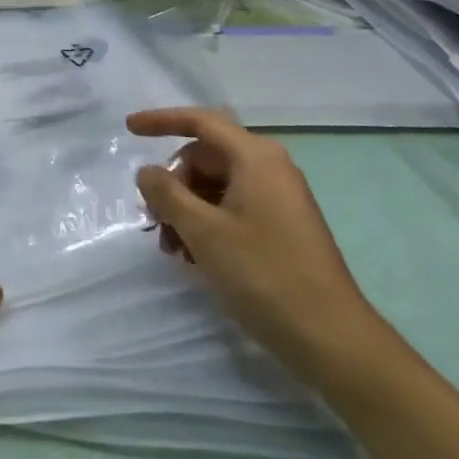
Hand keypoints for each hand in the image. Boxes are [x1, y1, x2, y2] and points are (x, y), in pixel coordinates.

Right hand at [127, 107, 387, 388]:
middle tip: (153, 220)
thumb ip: (167, 194)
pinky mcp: (280, 226)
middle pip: (205, 157)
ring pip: (215, 186)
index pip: (201, 121)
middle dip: (173, 183)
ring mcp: (278, 198)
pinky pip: (231, 208)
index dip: (161, 120)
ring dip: (186, 210)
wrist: (331, 338)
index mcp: (256, 157)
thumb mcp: (204, 232)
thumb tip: (147, 171)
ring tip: (171, 249)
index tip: (128, 128)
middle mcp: (270, 168)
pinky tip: (193, 257)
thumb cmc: (264, 275)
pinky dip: (206, 224)